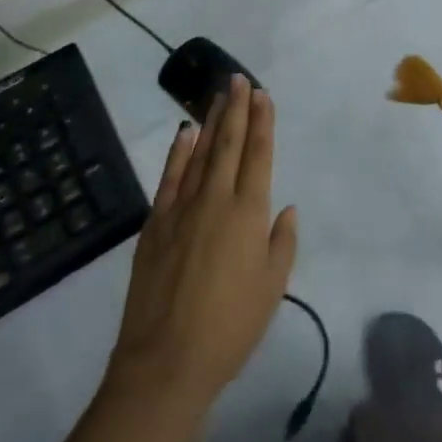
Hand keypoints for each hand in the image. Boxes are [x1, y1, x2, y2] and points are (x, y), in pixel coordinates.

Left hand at [108, 77, 297, 411]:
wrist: (165, 362)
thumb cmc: (229, 329)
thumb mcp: (271, 290)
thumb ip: (281, 243)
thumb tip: (285, 207)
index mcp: (248, 214)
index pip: (258, 155)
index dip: (262, 122)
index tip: (262, 94)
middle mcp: (216, 199)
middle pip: (229, 144)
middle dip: (237, 109)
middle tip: (239, 79)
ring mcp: (182, 207)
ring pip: (201, 152)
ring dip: (212, 122)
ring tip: (219, 95)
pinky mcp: (155, 222)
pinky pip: (170, 176)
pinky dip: (178, 151)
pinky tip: (185, 132)